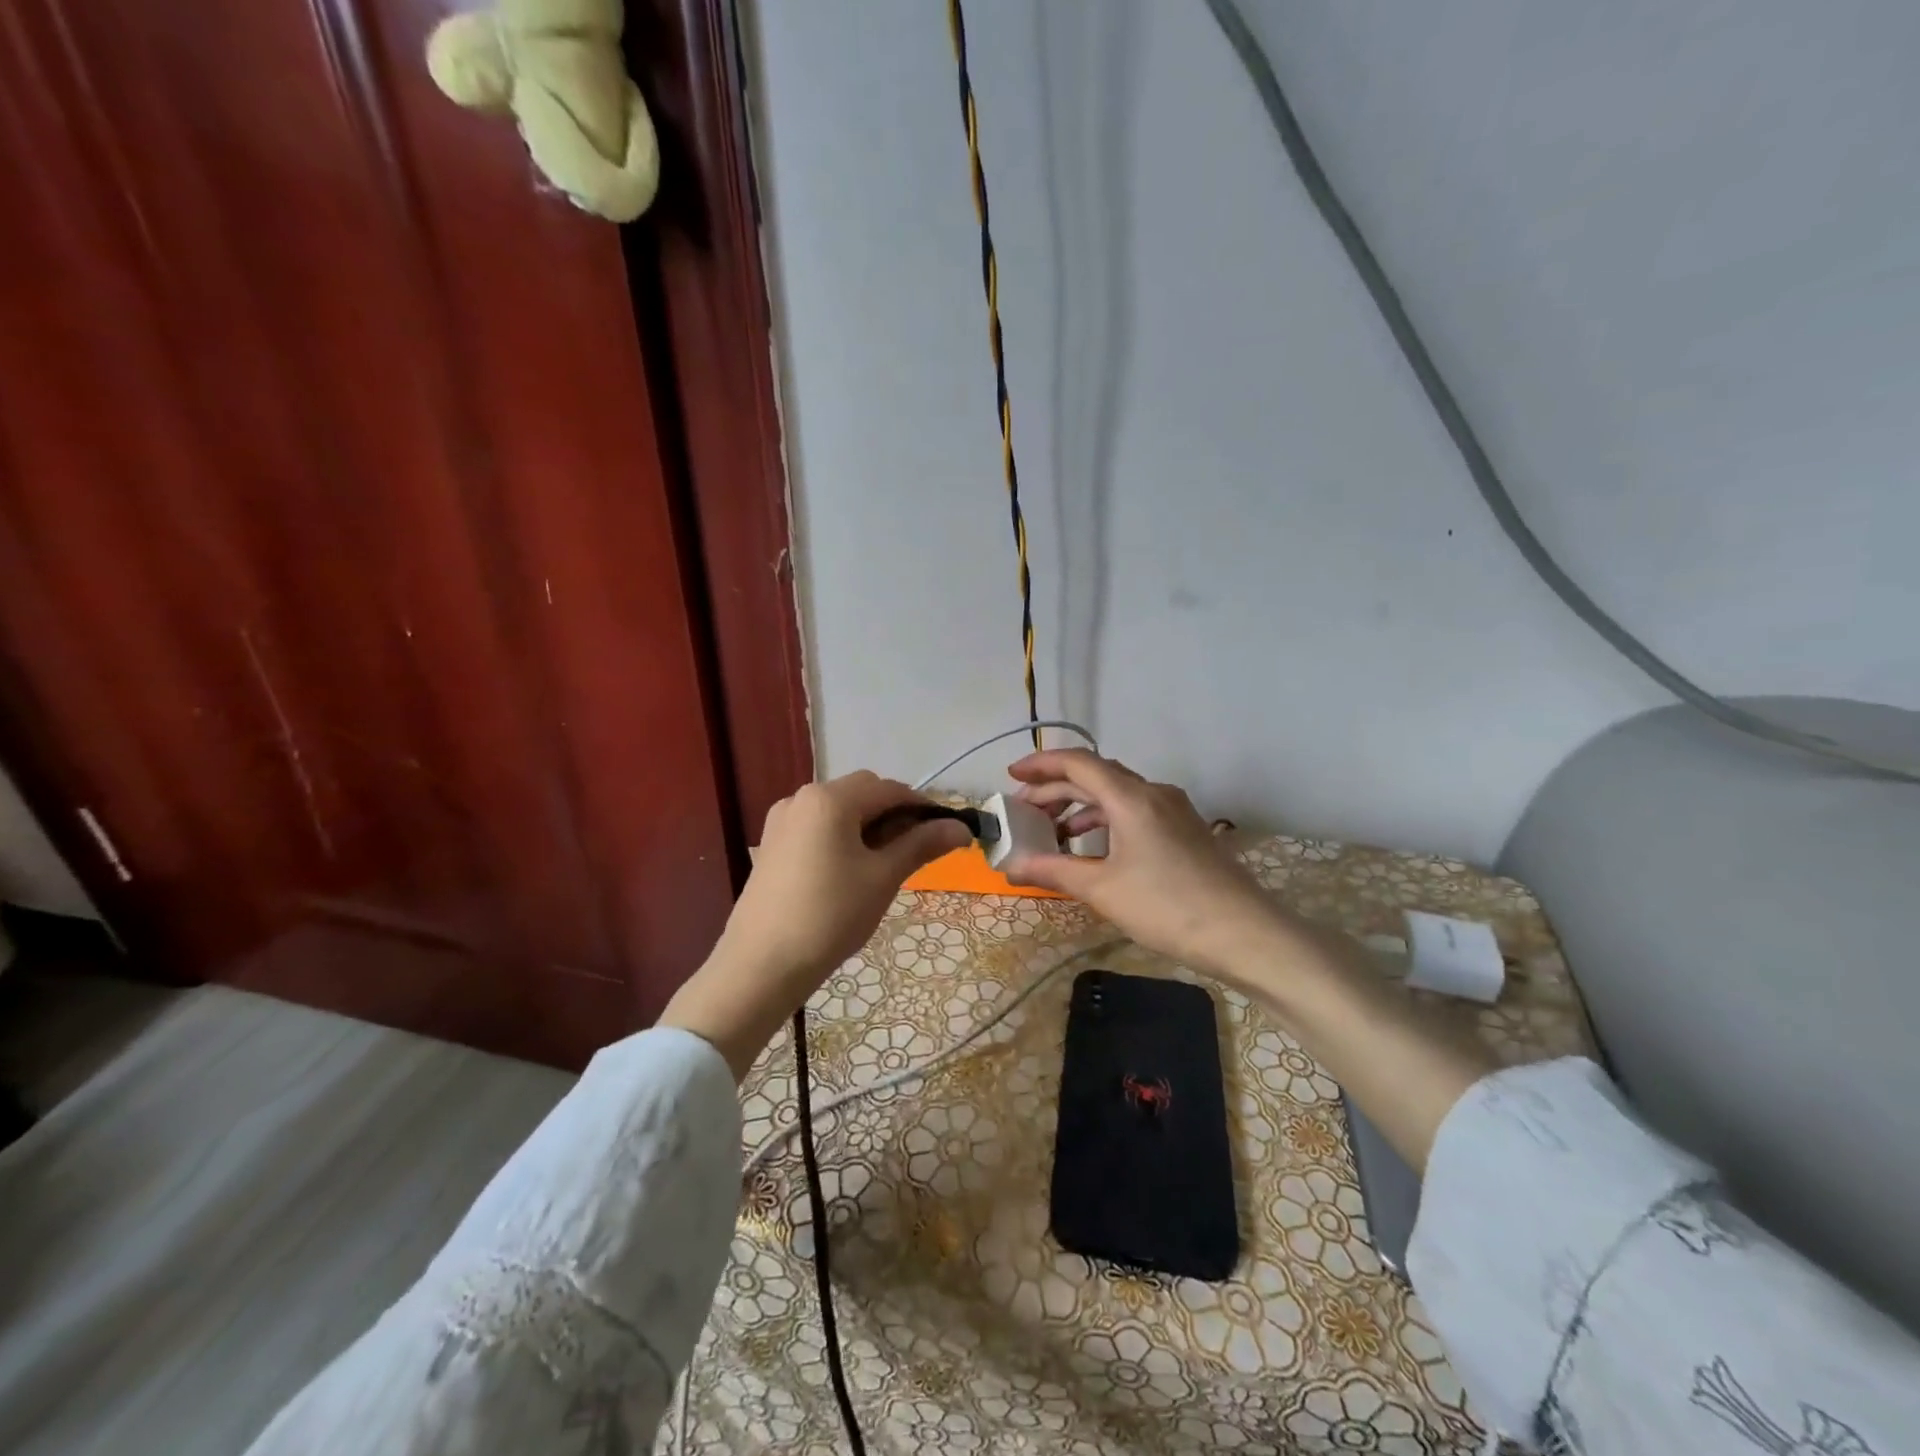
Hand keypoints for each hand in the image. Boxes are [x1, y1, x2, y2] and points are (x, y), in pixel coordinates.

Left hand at [660, 772, 969, 1077]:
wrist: (761, 966)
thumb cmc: (830, 916)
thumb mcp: (883, 878)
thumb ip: (921, 844)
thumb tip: (961, 827)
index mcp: (831, 798)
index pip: (891, 789)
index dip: (924, 808)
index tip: (947, 835)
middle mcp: (802, 797)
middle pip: (863, 792)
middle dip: (895, 815)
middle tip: (917, 854)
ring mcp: (782, 820)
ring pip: (840, 810)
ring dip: (869, 826)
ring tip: (885, 867)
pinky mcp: (772, 844)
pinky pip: (818, 827)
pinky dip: (843, 837)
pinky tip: (851, 872)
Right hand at [1000, 749, 1291, 980]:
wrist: (1245, 934)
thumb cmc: (1167, 907)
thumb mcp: (1102, 890)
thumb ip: (1053, 871)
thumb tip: (1010, 866)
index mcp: (1131, 797)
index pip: (1078, 763)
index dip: (1041, 765)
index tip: (1011, 776)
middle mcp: (1153, 792)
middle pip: (1096, 776)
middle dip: (1056, 789)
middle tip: (1024, 811)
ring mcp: (1174, 810)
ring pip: (1117, 794)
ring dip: (1081, 806)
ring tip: (1053, 832)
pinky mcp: (1185, 830)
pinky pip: (1135, 811)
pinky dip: (1106, 820)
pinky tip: (1094, 848)